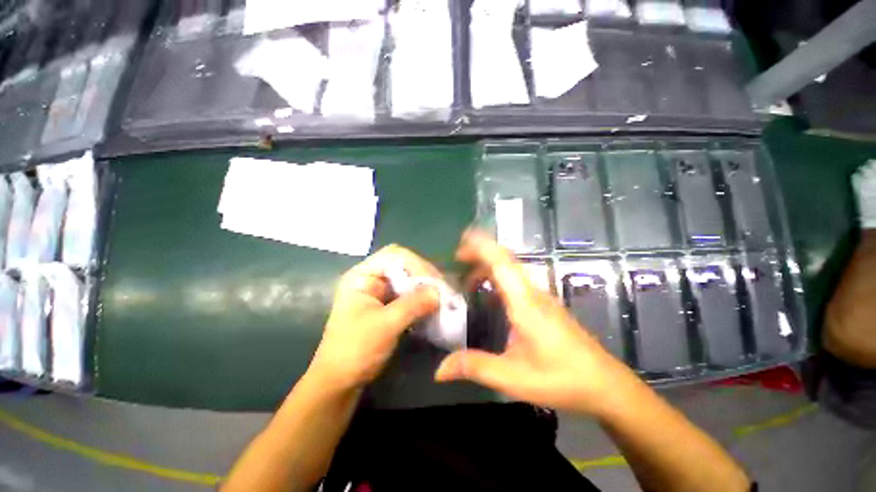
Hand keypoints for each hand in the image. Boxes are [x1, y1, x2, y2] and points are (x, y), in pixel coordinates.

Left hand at [309, 245, 439, 391]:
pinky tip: (433, 307)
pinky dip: (422, 300)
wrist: (340, 382)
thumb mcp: (384, 326)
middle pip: (404, 266)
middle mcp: (371, 279)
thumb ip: (412, 306)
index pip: (394, 255)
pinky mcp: (387, 306)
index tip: (435, 282)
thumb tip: (439, 292)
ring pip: (408, 281)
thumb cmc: (355, 351)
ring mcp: (379, 292)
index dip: (417, 264)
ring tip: (442, 298)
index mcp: (362, 276)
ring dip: (425, 289)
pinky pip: (409, 295)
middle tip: (443, 290)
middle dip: (424, 276)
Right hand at [435, 231, 640, 415]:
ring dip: (487, 266)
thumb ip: (475, 367)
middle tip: (456, 260)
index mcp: (525, 303)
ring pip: (510, 269)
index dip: (482, 246)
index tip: (461, 240)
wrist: (605, 386)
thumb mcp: (513, 377)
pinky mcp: (543, 304)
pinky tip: (487, 296)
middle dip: (479, 253)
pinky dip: (497, 278)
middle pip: (505, 260)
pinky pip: (516, 281)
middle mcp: (533, 293)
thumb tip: (439, 370)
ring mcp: (540, 297)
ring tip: (465, 280)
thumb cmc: (561, 379)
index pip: (502, 262)